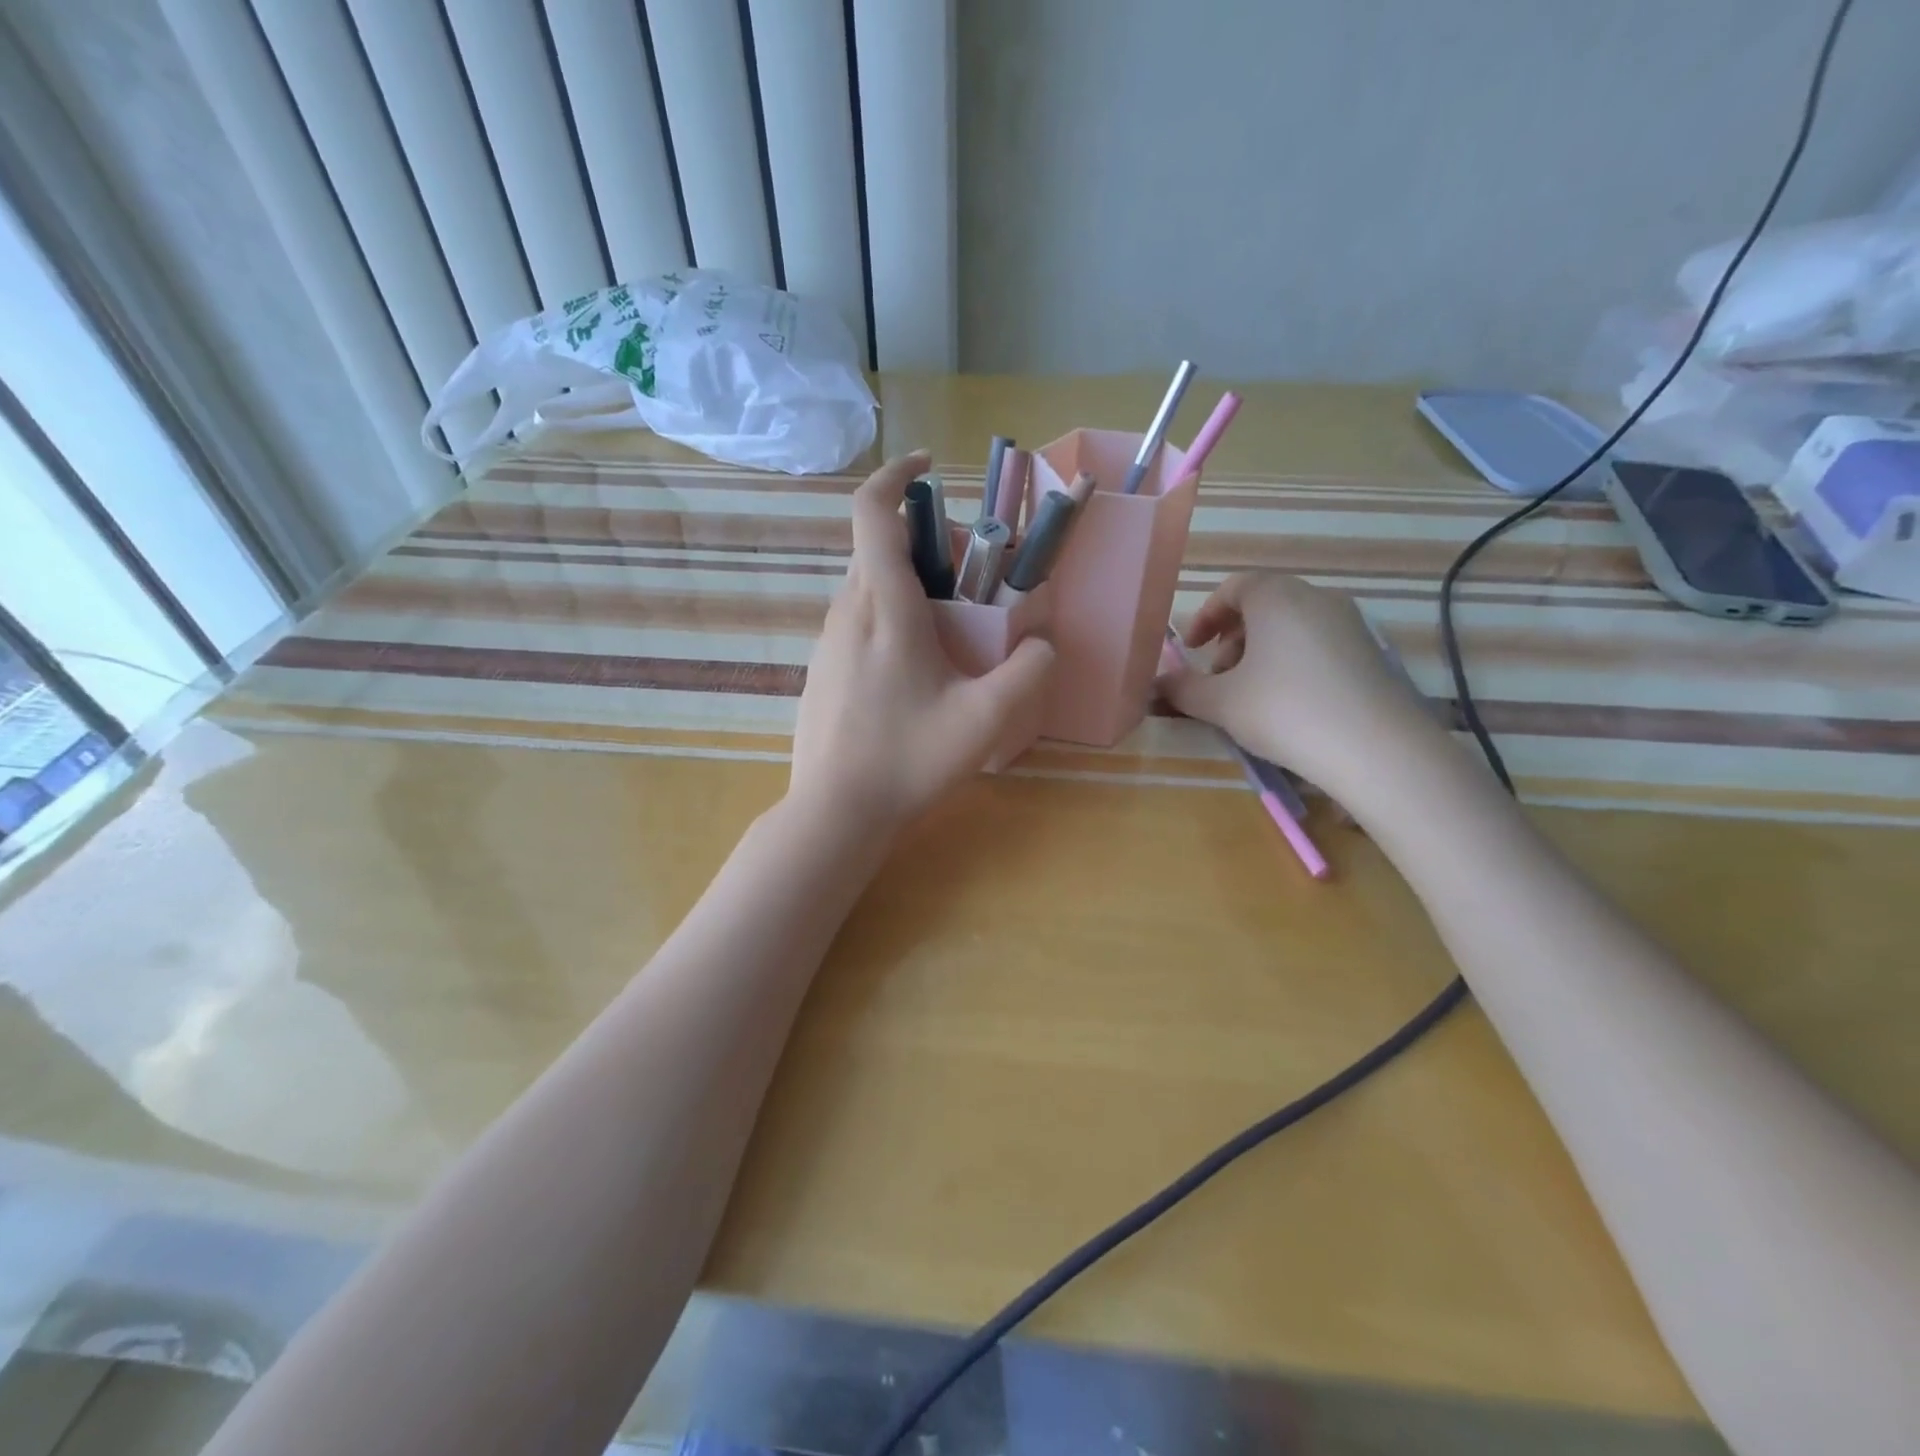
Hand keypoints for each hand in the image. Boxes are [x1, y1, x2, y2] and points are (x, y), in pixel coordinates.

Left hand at [790, 451, 1054, 836]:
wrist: (835, 812)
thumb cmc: (909, 759)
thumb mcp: (985, 719)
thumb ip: (1027, 673)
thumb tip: (1043, 644)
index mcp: (884, 606)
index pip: (873, 512)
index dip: (897, 476)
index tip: (928, 469)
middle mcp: (846, 611)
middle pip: (880, 548)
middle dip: (926, 544)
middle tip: (971, 581)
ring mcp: (827, 642)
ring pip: (868, 586)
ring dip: (909, 584)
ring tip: (951, 630)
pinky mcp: (821, 670)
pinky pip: (858, 621)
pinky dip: (890, 616)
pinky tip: (916, 671)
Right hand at [1158, 573, 1436, 797]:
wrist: (1375, 748)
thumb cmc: (1284, 711)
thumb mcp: (1220, 703)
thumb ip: (1182, 689)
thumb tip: (1157, 684)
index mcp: (1277, 597)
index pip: (1234, 587)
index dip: (1206, 615)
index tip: (1192, 648)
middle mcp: (1316, 598)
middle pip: (1263, 605)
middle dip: (1232, 638)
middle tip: (1219, 677)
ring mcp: (1349, 624)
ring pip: (1291, 626)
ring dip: (1261, 652)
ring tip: (1250, 696)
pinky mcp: (1370, 653)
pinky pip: (1317, 645)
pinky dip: (1292, 663)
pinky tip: (1288, 705)